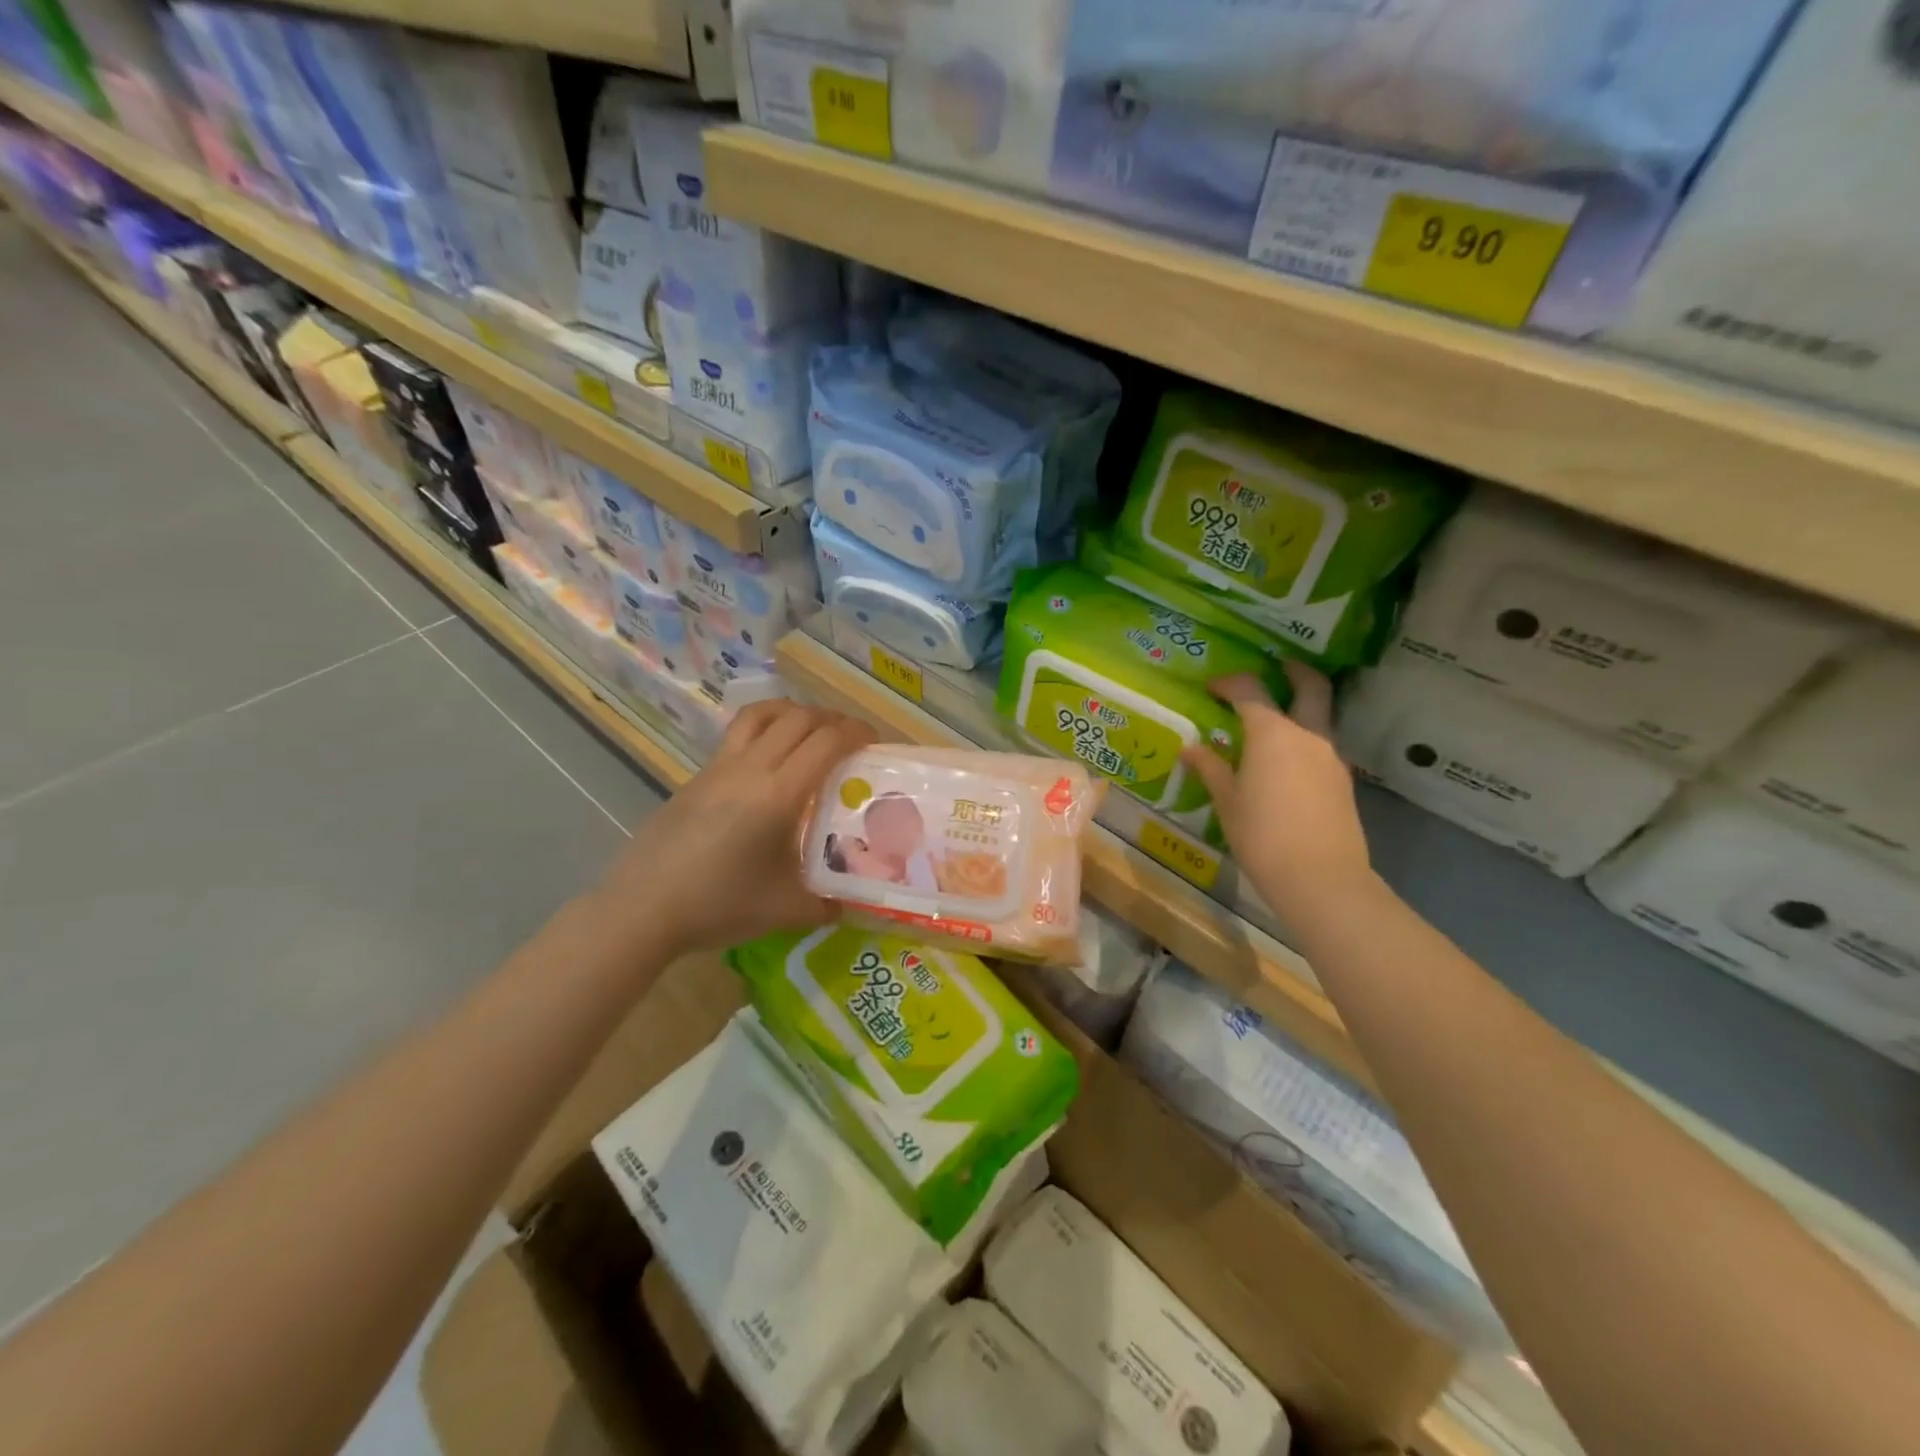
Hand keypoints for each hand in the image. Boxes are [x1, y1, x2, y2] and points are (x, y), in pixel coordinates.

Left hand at [596, 699, 876, 957]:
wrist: (644, 907)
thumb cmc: (719, 905)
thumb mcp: (786, 910)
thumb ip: (826, 903)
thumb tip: (850, 903)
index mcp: (779, 794)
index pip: (827, 741)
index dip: (856, 733)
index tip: (874, 742)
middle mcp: (751, 768)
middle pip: (799, 718)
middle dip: (831, 719)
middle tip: (849, 739)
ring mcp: (719, 767)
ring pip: (762, 714)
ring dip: (794, 713)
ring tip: (810, 732)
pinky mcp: (698, 775)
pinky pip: (739, 734)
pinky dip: (766, 730)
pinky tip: (769, 763)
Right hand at [1180, 663, 1373, 922]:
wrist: (1321, 878)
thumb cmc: (1262, 835)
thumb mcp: (1227, 802)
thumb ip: (1210, 769)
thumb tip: (1191, 748)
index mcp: (1273, 734)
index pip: (1250, 691)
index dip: (1229, 683)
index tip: (1212, 687)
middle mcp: (1307, 735)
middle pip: (1311, 688)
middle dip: (1294, 672)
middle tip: (1278, 667)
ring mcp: (1331, 758)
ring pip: (1319, 719)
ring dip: (1300, 709)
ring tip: (1272, 723)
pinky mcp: (1342, 782)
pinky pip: (1320, 748)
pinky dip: (1303, 741)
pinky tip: (1285, 764)